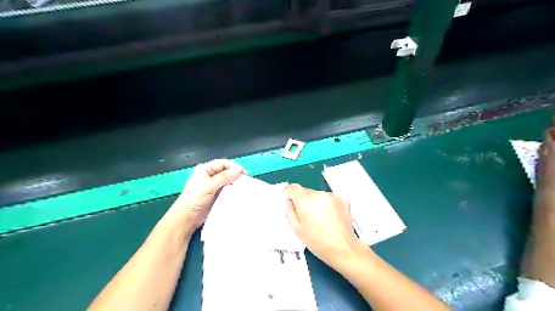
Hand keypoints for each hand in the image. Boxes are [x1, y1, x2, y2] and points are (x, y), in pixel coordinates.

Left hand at [169, 159, 244, 233]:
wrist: (186, 219)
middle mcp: (210, 175)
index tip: (244, 173)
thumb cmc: (194, 199)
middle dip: (236, 175)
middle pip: (227, 171)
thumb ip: (224, 177)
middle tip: (245, 181)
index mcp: (205, 169)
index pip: (223, 163)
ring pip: (228, 180)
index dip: (234, 167)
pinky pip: (227, 189)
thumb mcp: (209, 186)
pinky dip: (233, 190)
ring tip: (244, 187)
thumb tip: (239, 169)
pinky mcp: (216, 195)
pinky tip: (238, 193)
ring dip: (235, 183)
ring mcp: (213, 186)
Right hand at [284, 183, 362, 267]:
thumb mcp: (296, 229)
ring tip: (320, 218)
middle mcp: (318, 194)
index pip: (293, 188)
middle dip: (304, 200)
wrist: (343, 248)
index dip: (289, 192)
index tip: (289, 198)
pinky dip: (327, 204)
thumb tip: (288, 200)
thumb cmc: (317, 242)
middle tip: (306, 216)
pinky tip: (330, 217)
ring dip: (316, 202)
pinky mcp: (342, 198)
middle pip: (306, 191)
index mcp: (305, 201)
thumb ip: (289, 211)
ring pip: (318, 194)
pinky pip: (329, 197)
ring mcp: (332, 195)